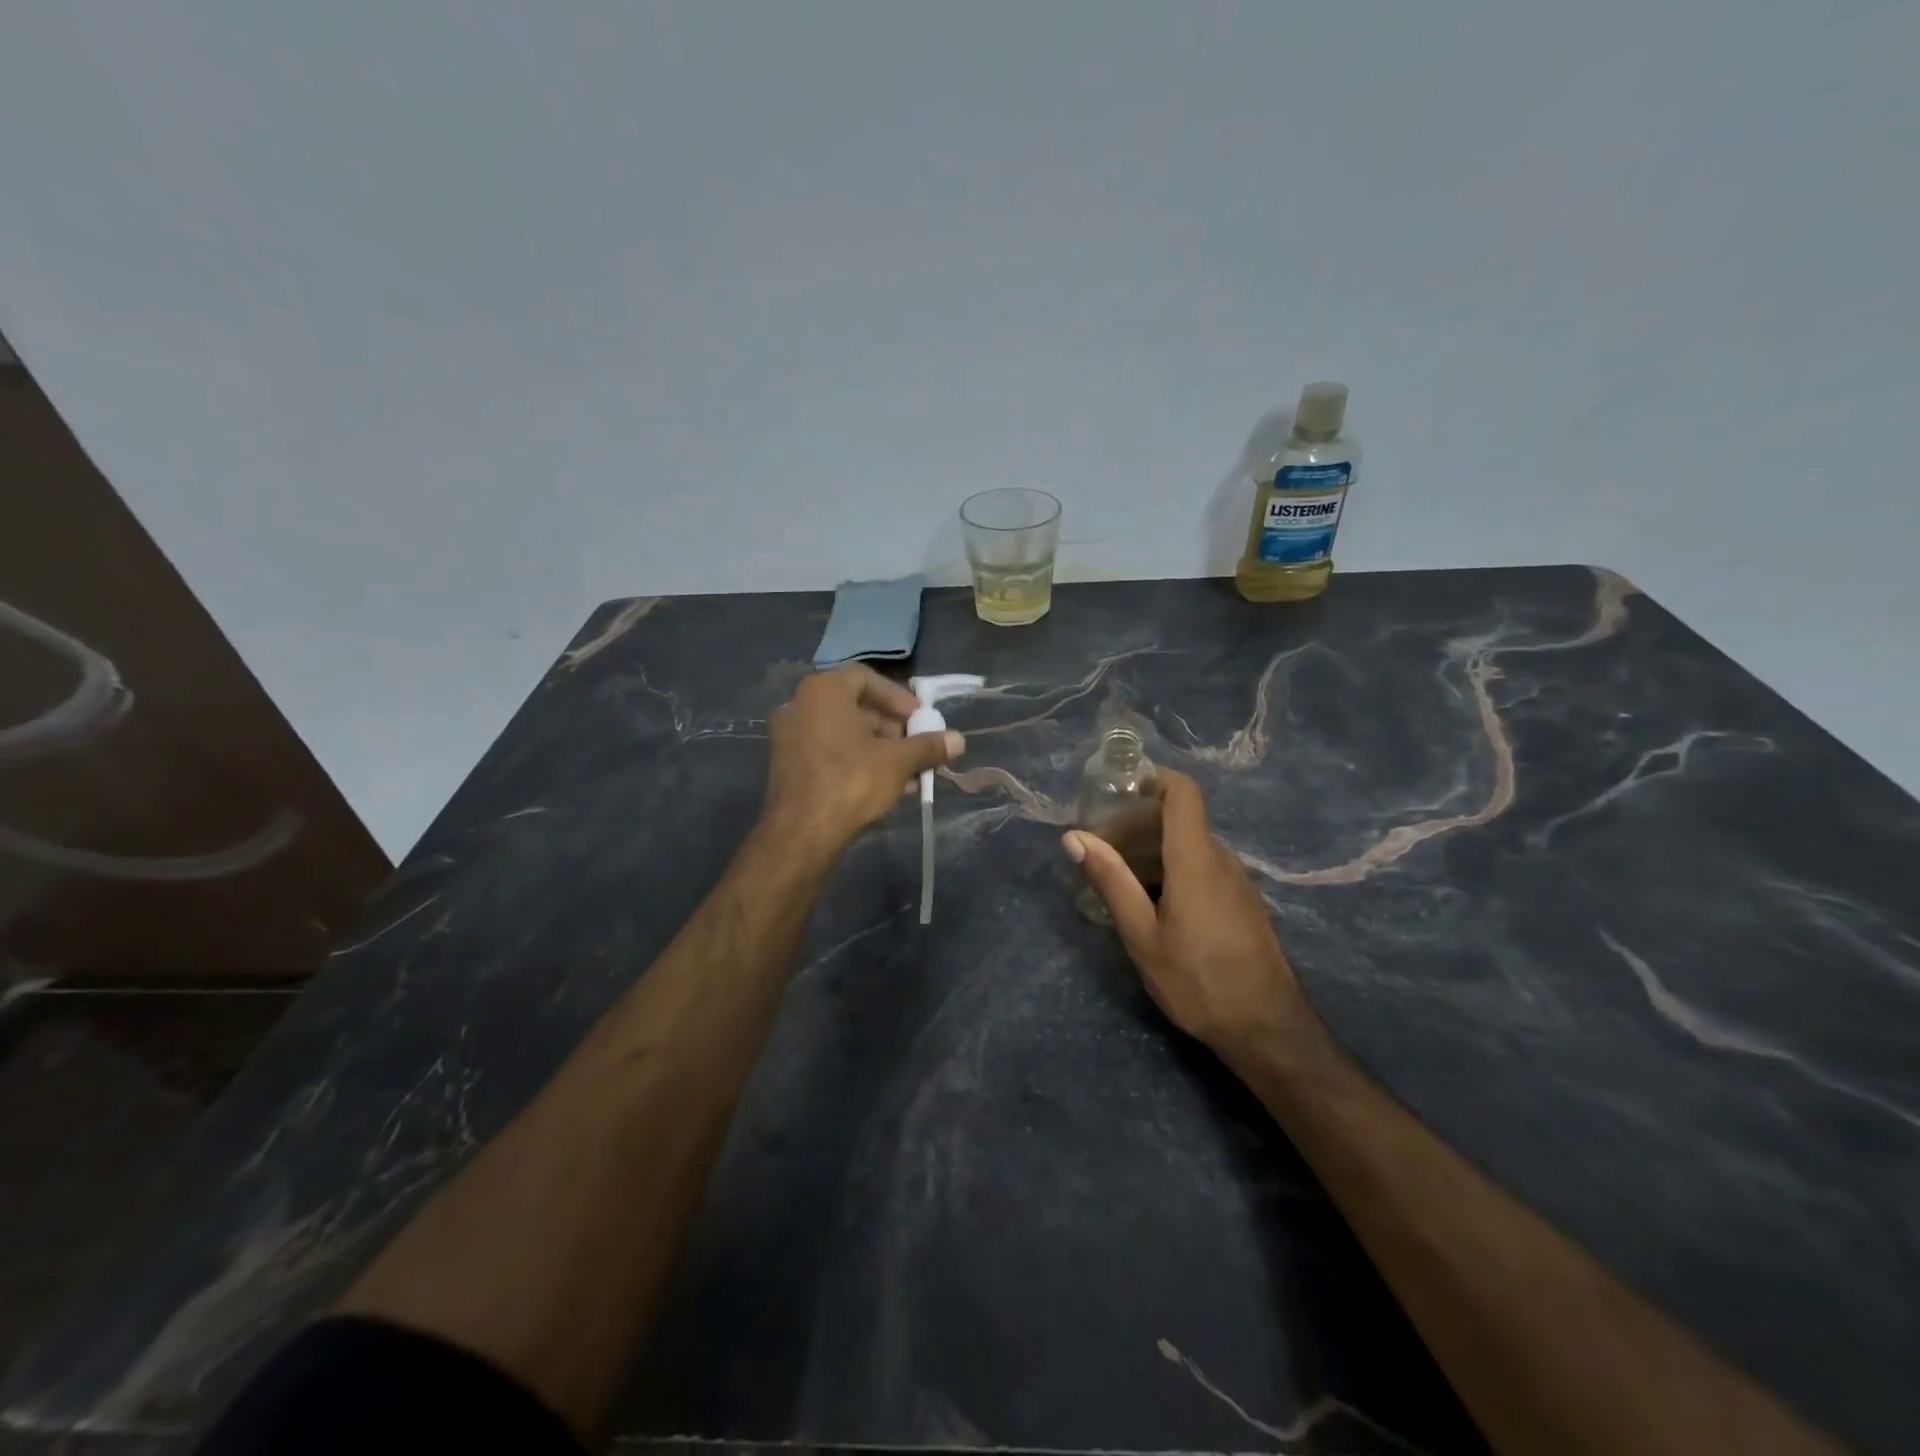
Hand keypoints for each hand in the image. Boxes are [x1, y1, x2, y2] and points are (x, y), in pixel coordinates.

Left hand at [763, 665, 964, 850]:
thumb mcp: (898, 762)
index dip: (897, 698)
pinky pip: (828, 752)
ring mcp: (789, 737)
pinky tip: (885, 786)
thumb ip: (928, 746)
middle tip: (916, 746)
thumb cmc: (851, 781)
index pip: (866, 678)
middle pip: (855, 706)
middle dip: (891, 727)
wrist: (801, 833)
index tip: (920, 719)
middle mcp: (799, 705)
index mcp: (823, 691)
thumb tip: (959, 740)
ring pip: (843, 733)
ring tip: (909, 772)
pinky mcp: (787, 766)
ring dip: (878, 748)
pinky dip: (856, 761)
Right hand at [1063, 768, 1302, 1053]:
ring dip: (1149, 851)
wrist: (1268, 1028)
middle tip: (1098, 851)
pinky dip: (1170, 870)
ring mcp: (1235, 880)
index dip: (1152, 779)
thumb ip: (1110, 881)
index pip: (1182, 792)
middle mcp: (1220, 859)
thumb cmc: (1198, 980)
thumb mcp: (1142, 935)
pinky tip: (1149, 904)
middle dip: (1134, 825)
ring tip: (1115, 881)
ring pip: (1187, 845)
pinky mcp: (1241, 902)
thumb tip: (1074, 837)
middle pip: (1177, 819)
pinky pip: (1202, 867)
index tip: (1116, 790)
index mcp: (1195, 858)